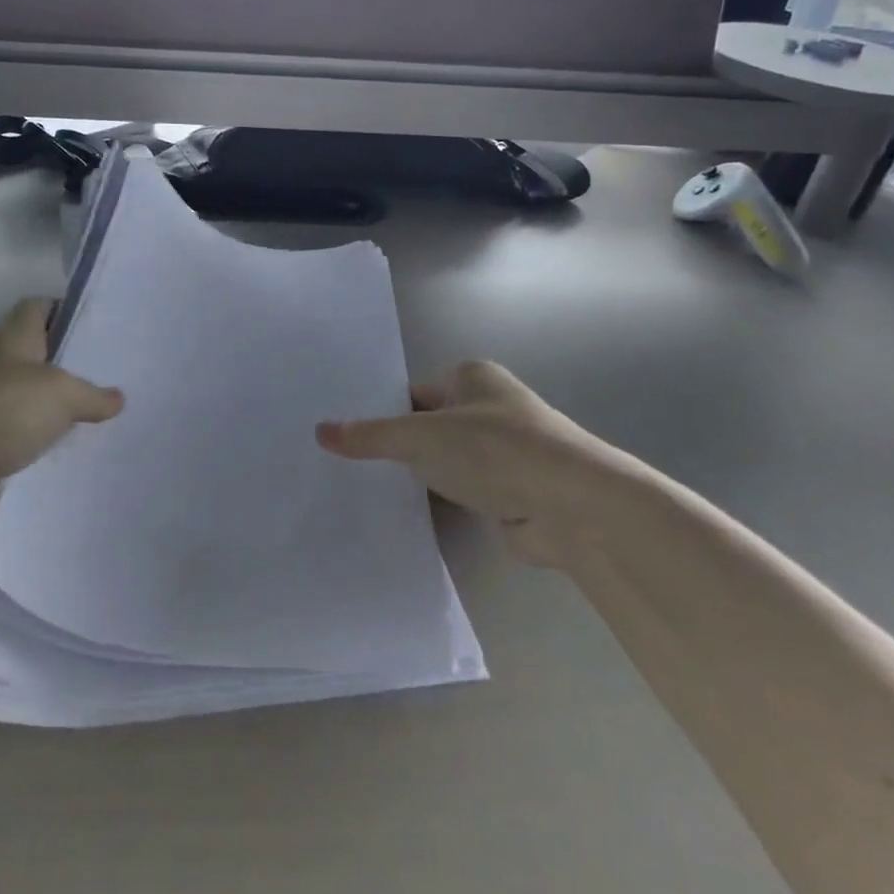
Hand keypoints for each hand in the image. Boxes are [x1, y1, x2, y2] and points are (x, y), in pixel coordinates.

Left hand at [0, 299, 123, 546]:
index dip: (70, 312)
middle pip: (40, 369)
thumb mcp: (54, 394)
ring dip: (59, 433)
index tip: (107, 328)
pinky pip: (16, 468)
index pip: (40, 311)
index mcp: (8, 343)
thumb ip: (89, 395)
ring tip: (116, 442)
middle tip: (127, 394)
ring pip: (30, 422)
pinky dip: (40, 476)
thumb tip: (116, 398)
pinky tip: (81, 485)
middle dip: (77, 381)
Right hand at [316, 360, 632, 567]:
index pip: (411, 392)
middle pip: (426, 426)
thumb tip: (320, 431)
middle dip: (396, 448)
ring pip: (443, 462)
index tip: (344, 436)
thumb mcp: (422, 437)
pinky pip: (459, 492)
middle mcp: (487, 408)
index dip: (380, 412)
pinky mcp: (508, 491)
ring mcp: (500, 452)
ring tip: (365, 493)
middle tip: (345, 467)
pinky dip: (439, 502)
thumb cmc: (496, 451)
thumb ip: (371, 436)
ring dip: (419, 478)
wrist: (573, 508)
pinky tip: (405, 516)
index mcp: (471, 377)